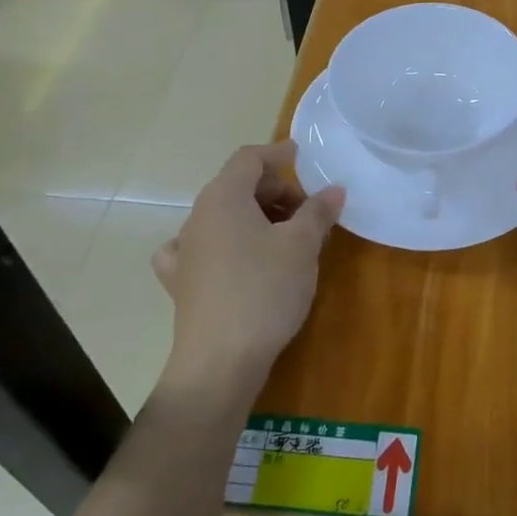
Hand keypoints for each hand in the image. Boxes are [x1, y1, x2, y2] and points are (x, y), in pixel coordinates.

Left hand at [152, 142, 343, 393]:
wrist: (220, 361)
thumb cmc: (264, 290)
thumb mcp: (302, 246)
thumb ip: (318, 212)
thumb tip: (334, 190)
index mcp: (223, 197)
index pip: (248, 158)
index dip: (277, 153)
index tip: (302, 158)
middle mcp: (197, 216)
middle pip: (236, 186)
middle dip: (274, 191)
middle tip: (307, 212)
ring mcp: (185, 251)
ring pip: (222, 217)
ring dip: (255, 218)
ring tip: (286, 239)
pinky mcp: (182, 283)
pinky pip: (201, 249)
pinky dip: (221, 245)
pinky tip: (232, 260)